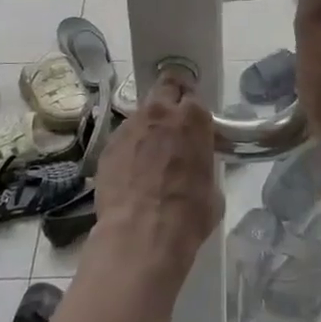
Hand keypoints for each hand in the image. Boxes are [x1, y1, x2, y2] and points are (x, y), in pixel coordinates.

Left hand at [92, 69, 219, 287]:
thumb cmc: (188, 214)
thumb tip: (195, 167)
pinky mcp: (108, 145)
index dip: (194, 113)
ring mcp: (130, 126)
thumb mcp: (212, 188)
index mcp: (193, 118)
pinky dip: (128, 148)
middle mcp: (160, 112)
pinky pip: (123, 138)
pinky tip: (130, 172)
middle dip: (170, 99)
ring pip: (141, 114)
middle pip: (165, 87)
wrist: (140, 234)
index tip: (195, 128)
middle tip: (172, 122)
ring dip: (148, 125)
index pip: (195, 99)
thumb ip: (203, 164)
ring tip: (148, 153)